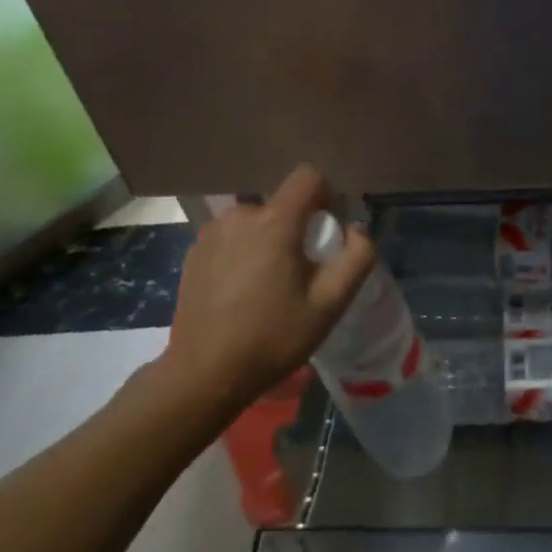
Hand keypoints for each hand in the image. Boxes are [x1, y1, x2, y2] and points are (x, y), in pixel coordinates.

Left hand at [157, 165, 375, 414]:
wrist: (204, 375)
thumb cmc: (273, 338)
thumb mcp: (330, 304)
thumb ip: (357, 258)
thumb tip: (356, 229)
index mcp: (274, 222)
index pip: (308, 177)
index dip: (327, 195)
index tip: (329, 229)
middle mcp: (240, 216)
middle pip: (283, 204)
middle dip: (299, 227)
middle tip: (303, 271)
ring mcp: (212, 233)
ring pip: (256, 221)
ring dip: (270, 240)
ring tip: (271, 284)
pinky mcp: (194, 252)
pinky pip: (232, 237)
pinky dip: (245, 252)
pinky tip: (243, 291)